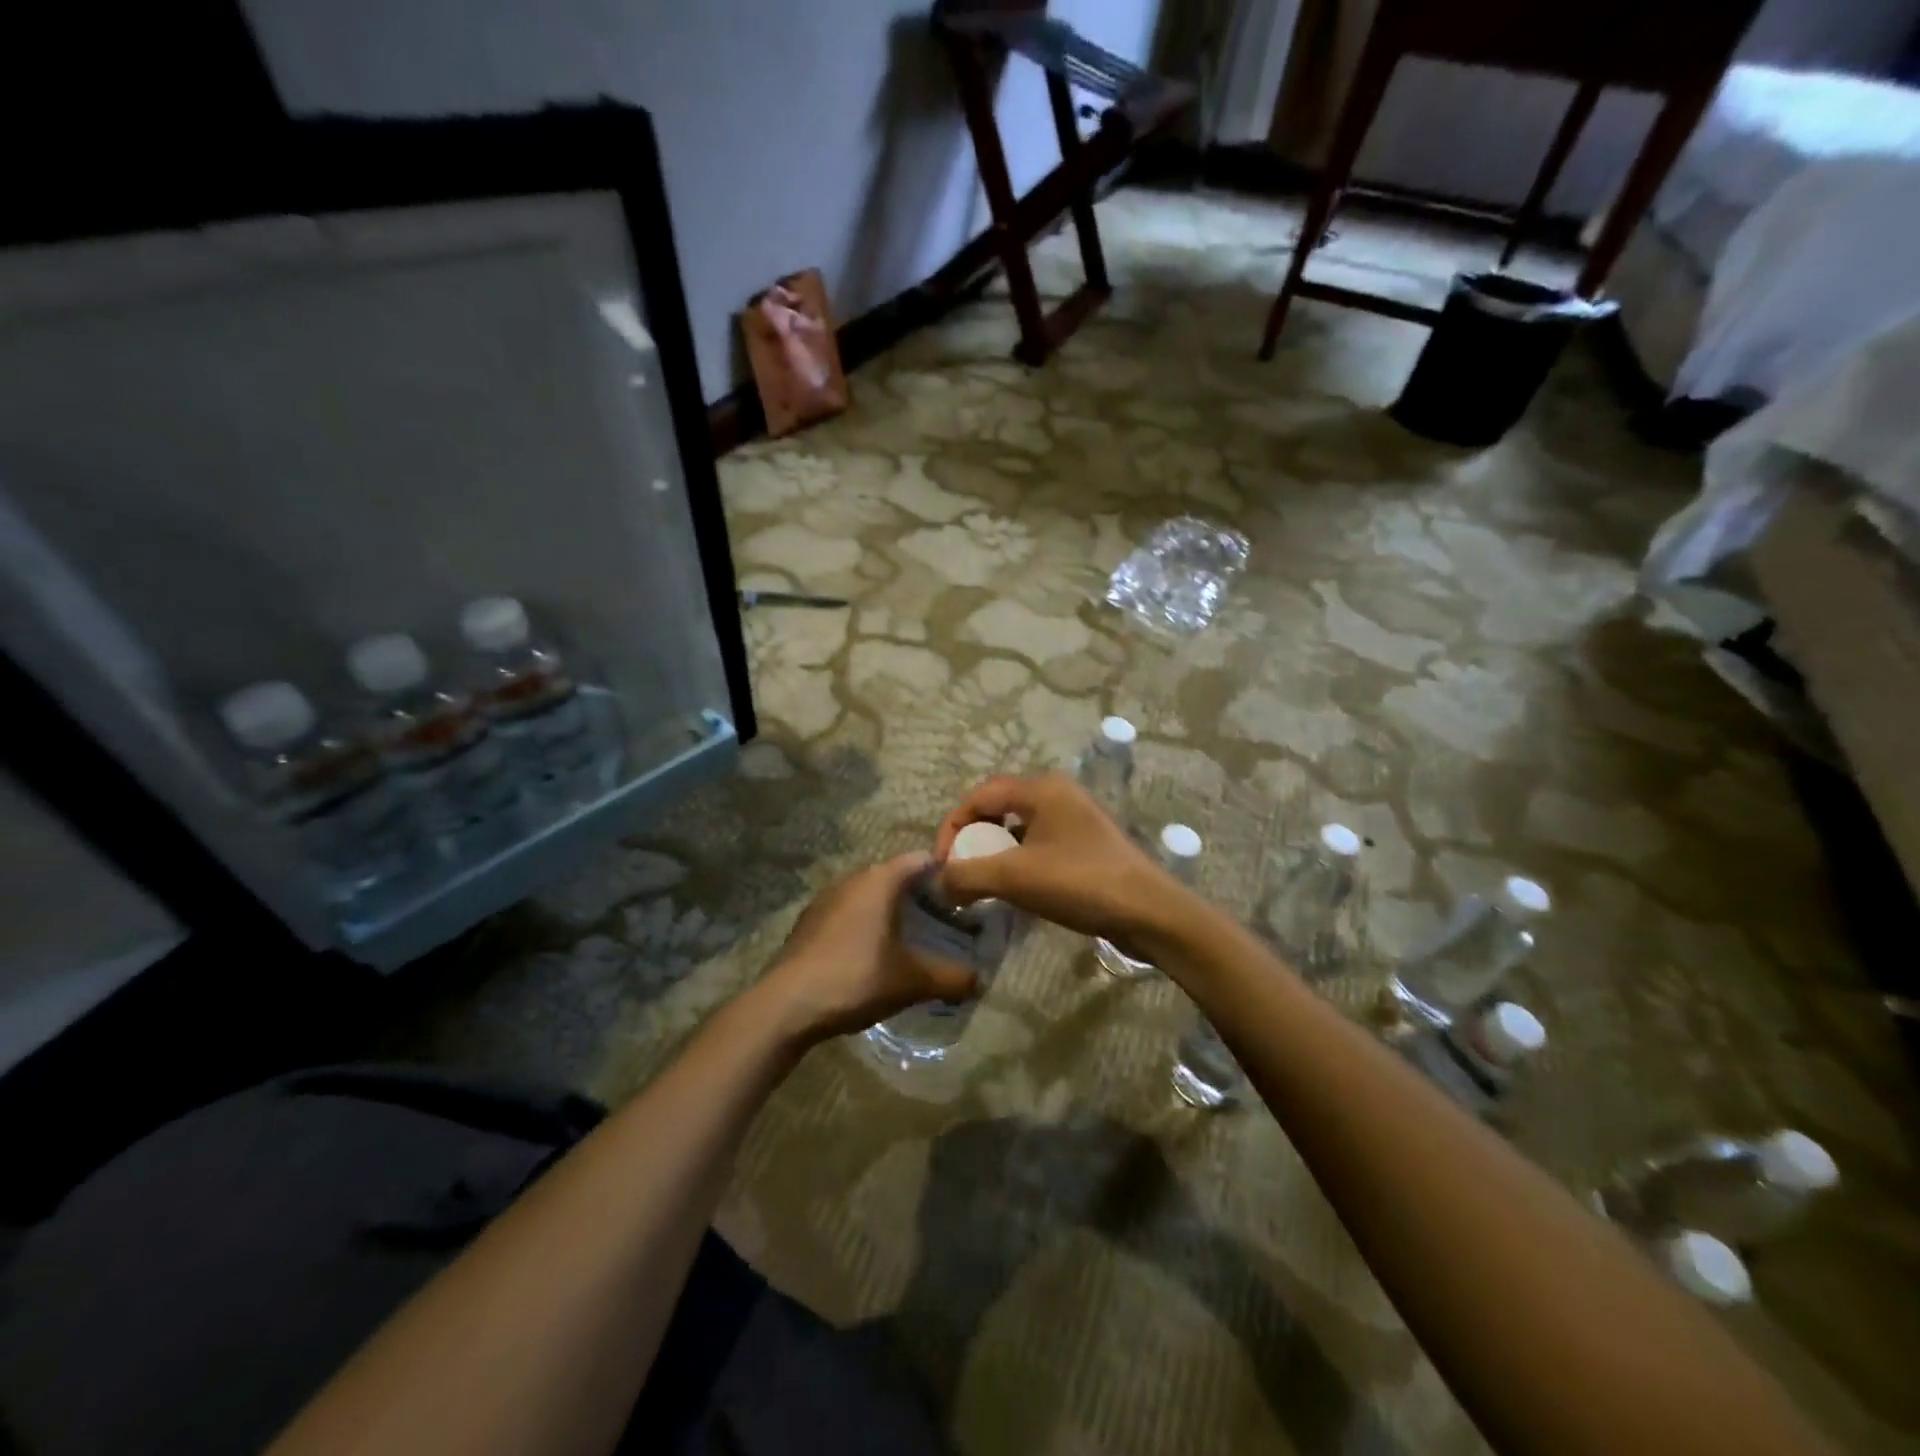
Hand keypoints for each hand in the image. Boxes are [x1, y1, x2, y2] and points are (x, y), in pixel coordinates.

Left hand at [760, 853, 977, 1042]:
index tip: (964, 896)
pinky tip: (871, 954)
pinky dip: (865, 924)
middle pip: (895, 875)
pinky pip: (848, 912)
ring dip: (890, 910)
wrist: (786, 1004)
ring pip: (869, 894)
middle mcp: (852, 878)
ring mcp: (826, 898)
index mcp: (880, 880)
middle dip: (919, 895)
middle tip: (944, 921)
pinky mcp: (809, 921)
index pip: (922, 859)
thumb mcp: (911, 981)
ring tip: (910, 939)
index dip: (946, 873)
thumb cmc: (856, 978)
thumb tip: (980, 980)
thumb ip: (951, 977)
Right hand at [933, 774, 1192, 950]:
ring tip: (984, 881)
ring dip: (995, 851)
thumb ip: (968, 875)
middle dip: (973, 837)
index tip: (943, 863)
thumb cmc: (1080, 882)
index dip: (953, 826)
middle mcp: (1058, 794)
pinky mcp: (1086, 843)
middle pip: (998, 806)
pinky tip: (1016, 888)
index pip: (980, 794)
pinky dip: (1018, 860)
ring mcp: (1075, 818)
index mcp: (1041, 789)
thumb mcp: (1015, 878)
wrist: (1149, 912)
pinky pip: (1039, 842)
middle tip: (962, 869)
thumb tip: (939, 882)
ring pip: (1019, 826)